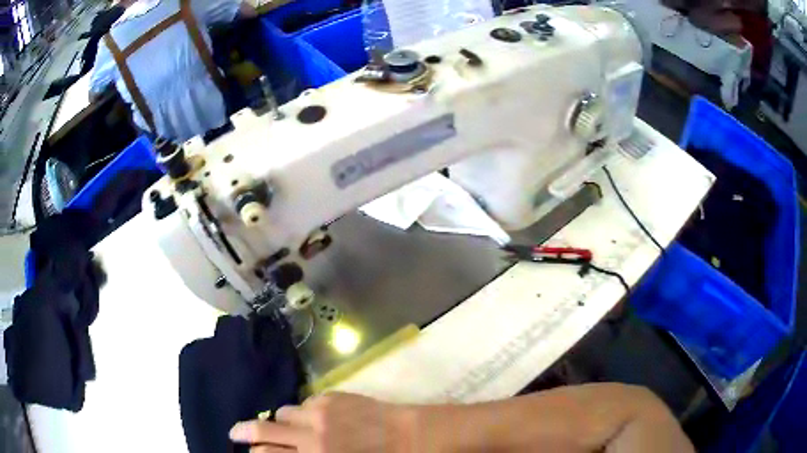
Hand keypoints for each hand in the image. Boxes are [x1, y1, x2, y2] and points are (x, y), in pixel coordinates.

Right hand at [229, 392, 410, 452]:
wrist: (411, 437)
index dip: (253, 452)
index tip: (247, 451)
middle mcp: (311, 434)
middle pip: (264, 428)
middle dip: (244, 431)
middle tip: (235, 432)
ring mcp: (321, 412)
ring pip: (284, 412)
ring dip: (282, 421)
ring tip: (287, 426)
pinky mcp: (333, 396)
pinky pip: (306, 402)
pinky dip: (305, 411)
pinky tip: (317, 418)